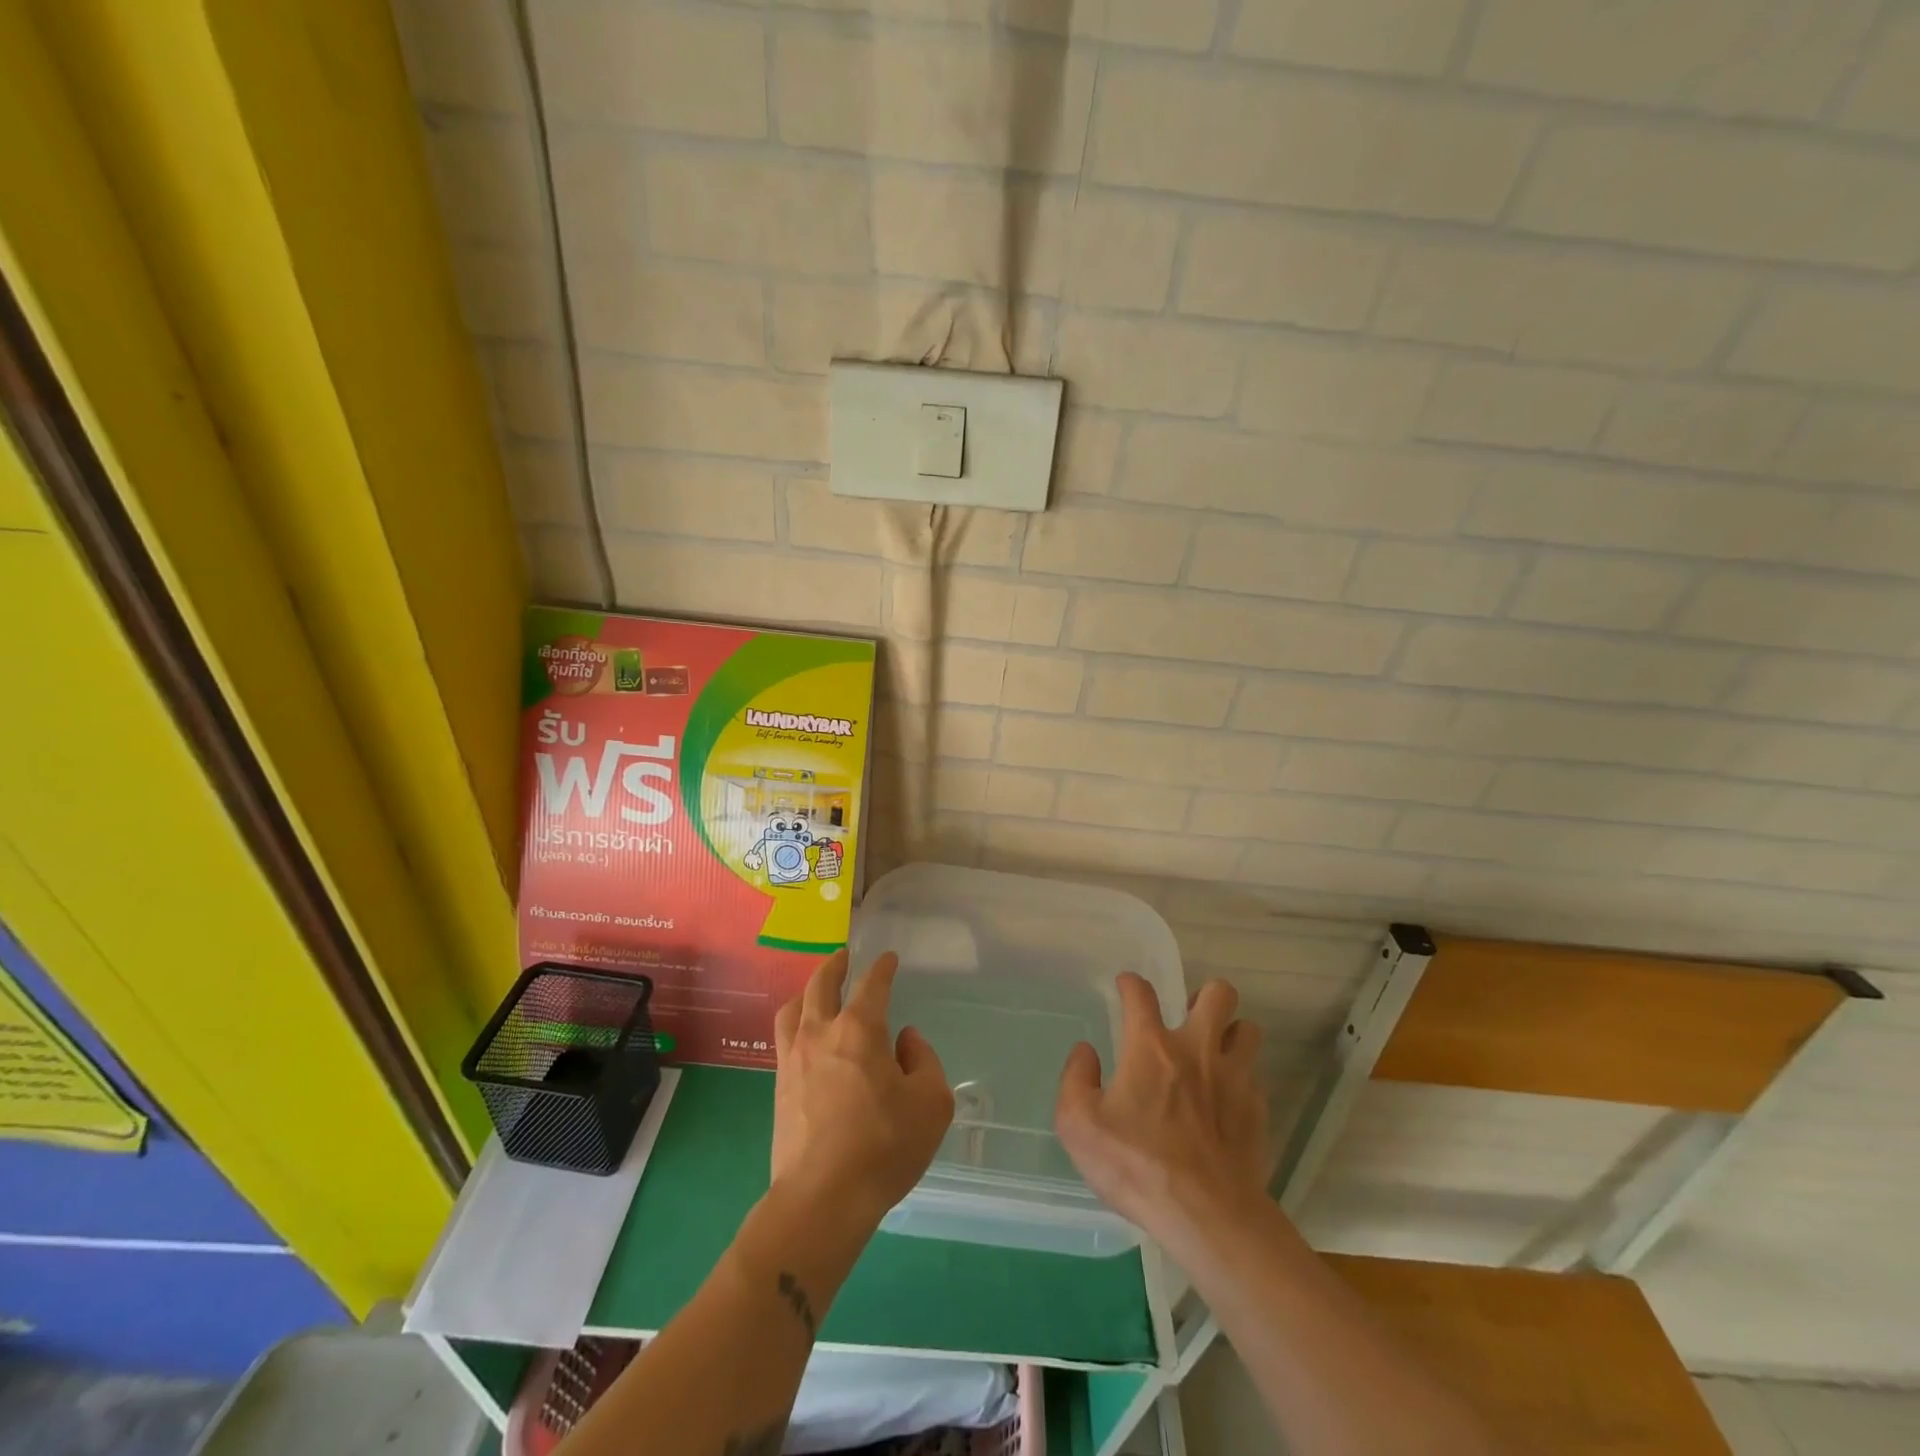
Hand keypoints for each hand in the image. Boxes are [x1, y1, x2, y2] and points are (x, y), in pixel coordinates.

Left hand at [771, 950, 954, 1228]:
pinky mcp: (779, 1086)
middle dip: (835, 965)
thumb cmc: (884, 1147)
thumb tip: (906, 1040)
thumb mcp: (931, 1103)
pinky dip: (795, 1021)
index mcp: (860, 1029)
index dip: (882, 967)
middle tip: (843, 956)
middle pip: (821, 984)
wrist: (822, 1198)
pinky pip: (784, 1037)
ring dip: (808, 990)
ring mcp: (794, 1058)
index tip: (888, 959)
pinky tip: (803, 1033)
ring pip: (794, 1007)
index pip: (872, 984)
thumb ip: (923, 1061)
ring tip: (816, 989)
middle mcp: (822, 1033)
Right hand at [1055, 975, 1268, 1238]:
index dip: (1131, 984)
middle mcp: (1197, 1049)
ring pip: (1247, 1029)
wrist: (1208, 1217)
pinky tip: (1227, 1099)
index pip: (1141, 994)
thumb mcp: (1079, 1125)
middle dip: (1205, 995)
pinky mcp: (1258, 1110)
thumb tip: (1086, 1052)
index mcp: (1151, 1047)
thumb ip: (1076, 1079)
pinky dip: (1241, 1077)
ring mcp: (1234, 1078)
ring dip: (1231, 1032)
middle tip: (1188, 1016)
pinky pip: (1255, 1075)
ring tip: (1214, 1051)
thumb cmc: (1137, 1166)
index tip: (1126, 986)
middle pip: (1218, 993)